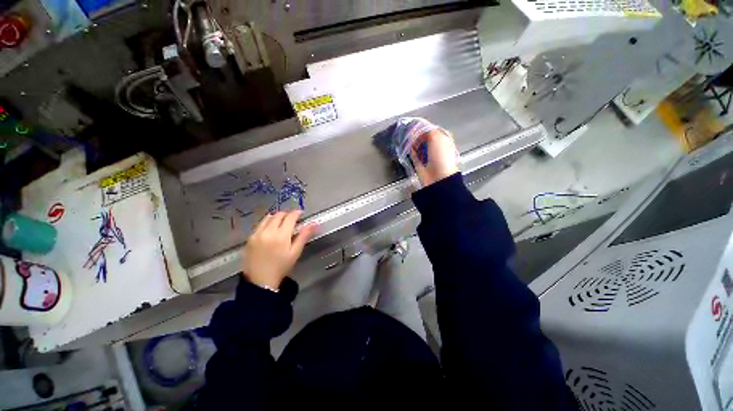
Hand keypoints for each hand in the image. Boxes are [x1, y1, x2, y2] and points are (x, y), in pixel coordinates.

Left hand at [242, 210, 315, 289]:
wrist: (260, 281)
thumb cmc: (281, 267)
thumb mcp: (295, 252)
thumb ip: (304, 236)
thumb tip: (314, 224)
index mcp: (281, 235)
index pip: (290, 217)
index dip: (297, 213)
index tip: (301, 213)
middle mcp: (268, 231)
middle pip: (278, 215)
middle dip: (287, 214)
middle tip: (292, 219)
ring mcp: (257, 234)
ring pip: (268, 218)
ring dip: (276, 217)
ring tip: (281, 223)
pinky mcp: (250, 238)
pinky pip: (259, 225)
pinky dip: (267, 223)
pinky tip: (270, 230)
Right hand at [410, 129, 458, 186]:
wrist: (438, 177)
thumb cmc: (441, 156)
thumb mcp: (437, 137)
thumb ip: (427, 130)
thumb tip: (417, 130)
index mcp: (443, 138)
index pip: (431, 128)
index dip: (422, 127)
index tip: (413, 125)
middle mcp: (435, 146)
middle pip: (423, 137)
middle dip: (416, 134)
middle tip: (409, 132)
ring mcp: (427, 155)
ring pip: (417, 145)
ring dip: (412, 142)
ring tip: (406, 139)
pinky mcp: (420, 163)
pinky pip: (413, 154)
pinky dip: (410, 150)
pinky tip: (406, 147)